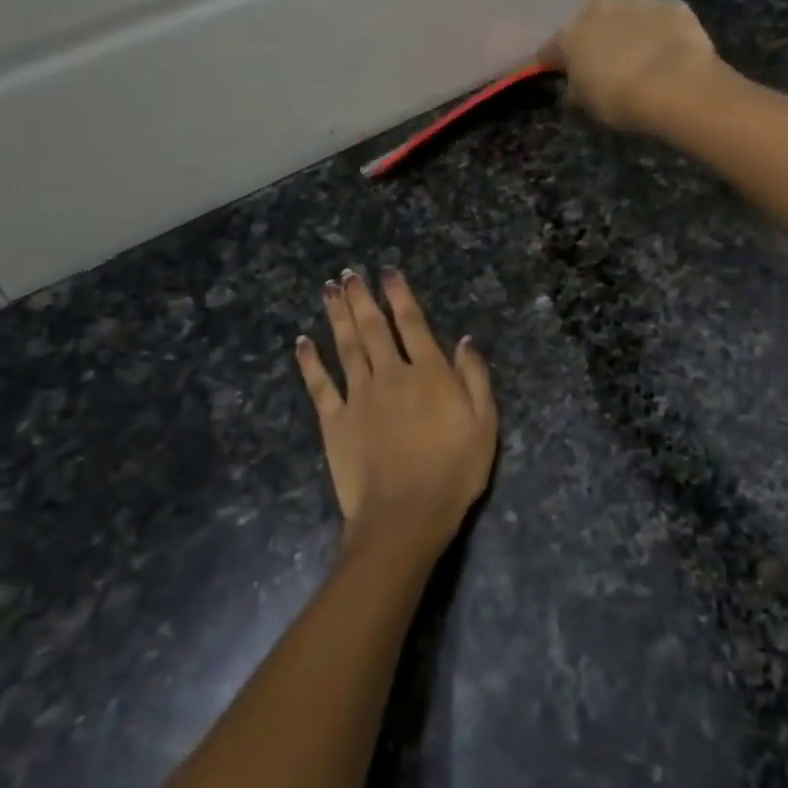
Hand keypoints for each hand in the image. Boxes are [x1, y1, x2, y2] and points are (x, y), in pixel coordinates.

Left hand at [295, 268, 497, 558]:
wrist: (405, 514)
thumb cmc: (454, 471)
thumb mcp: (484, 423)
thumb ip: (474, 377)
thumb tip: (463, 340)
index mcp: (429, 373)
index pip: (412, 323)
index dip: (399, 295)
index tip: (388, 272)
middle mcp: (391, 374)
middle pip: (374, 327)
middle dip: (362, 297)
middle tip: (349, 273)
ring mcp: (359, 396)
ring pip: (346, 346)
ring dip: (337, 316)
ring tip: (329, 290)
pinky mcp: (334, 420)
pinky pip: (319, 384)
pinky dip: (310, 361)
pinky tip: (302, 342)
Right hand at [539, 0, 726, 131]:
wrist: (676, 85)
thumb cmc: (620, 99)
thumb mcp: (586, 106)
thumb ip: (576, 91)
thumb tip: (577, 87)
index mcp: (570, 35)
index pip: (550, 50)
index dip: (553, 63)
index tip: (560, 74)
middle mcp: (600, 9)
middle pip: (590, 24)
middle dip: (595, 40)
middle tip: (606, 65)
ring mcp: (638, 2)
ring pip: (627, 16)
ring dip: (629, 31)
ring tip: (642, 58)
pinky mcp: (673, 6)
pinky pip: (660, 20)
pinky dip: (661, 32)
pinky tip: (670, 54)